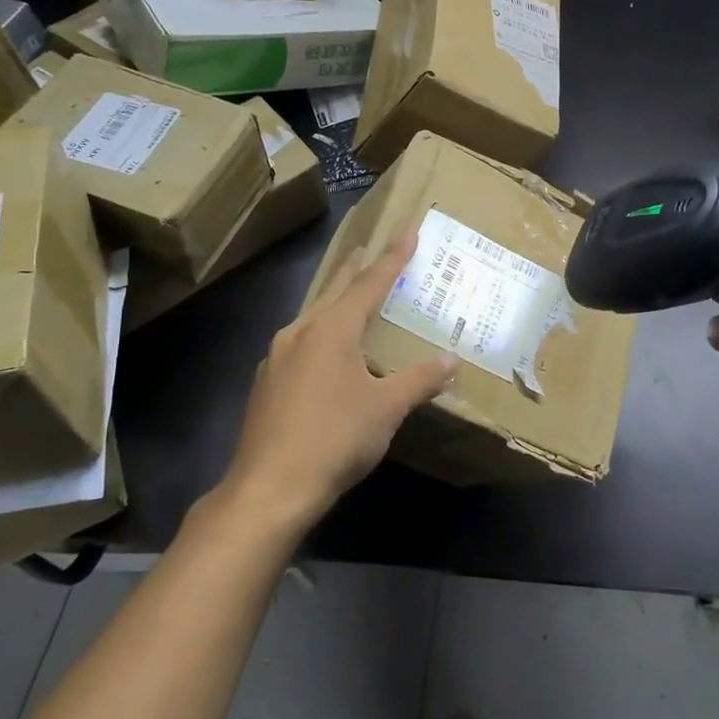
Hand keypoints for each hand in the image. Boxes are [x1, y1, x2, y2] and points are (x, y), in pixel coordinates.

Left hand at [223, 229, 457, 529]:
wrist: (269, 488)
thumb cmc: (335, 438)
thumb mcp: (387, 409)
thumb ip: (420, 379)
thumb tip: (451, 359)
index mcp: (333, 328)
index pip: (370, 282)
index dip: (393, 257)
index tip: (408, 230)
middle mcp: (301, 331)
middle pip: (335, 290)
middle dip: (356, 269)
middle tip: (372, 248)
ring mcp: (277, 356)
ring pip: (313, 314)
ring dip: (335, 299)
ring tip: (350, 293)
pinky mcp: (266, 381)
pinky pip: (300, 340)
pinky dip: (320, 330)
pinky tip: (324, 349)